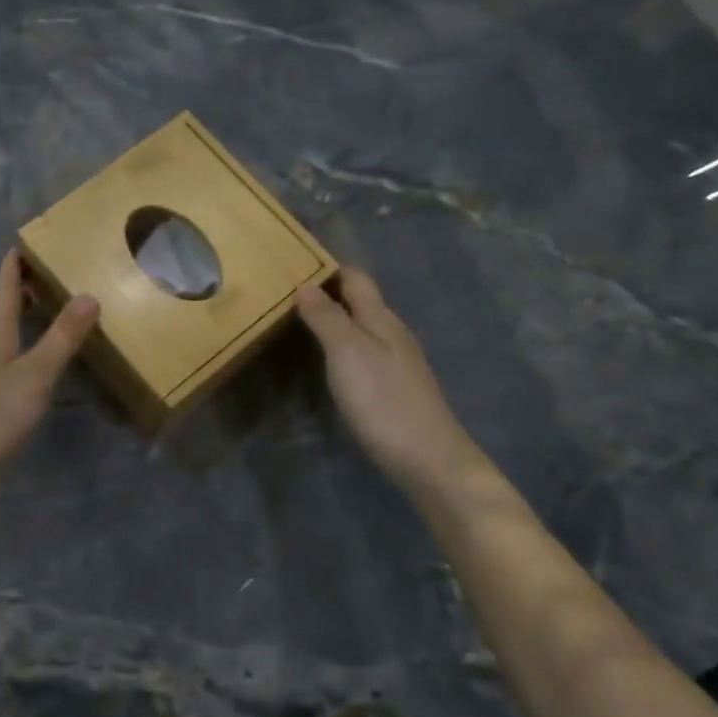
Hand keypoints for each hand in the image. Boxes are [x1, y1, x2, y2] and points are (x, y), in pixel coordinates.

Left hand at [0, 251, 99, 477]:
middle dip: (24, 283)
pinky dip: (23, 338)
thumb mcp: (36, 373)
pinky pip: (5, 349)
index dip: (17, 260)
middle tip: (55, 268)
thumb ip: (62, 336)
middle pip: (2, 303)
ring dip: (23, 311)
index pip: (5, 283)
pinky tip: (37, 352)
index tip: (33, 238)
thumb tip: (88, 295)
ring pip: (3, 327)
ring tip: (51, 304)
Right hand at [296, 269, 474, 491]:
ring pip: (364, 327)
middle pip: (362, 301)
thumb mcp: (348, 353)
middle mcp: (393, 333)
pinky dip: (344, 344)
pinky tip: (330, 359)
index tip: (297, 258)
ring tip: (302, 319)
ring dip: (336, 318)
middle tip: (290, 288)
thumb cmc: (384, 400)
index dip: (330, 266)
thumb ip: (327, 317)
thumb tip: (305, 284)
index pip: (356, 279)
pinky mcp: (395, 388)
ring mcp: (398, 362)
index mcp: (382, 319)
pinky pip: (365, 351)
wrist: (428, 458)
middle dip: (330, 290)